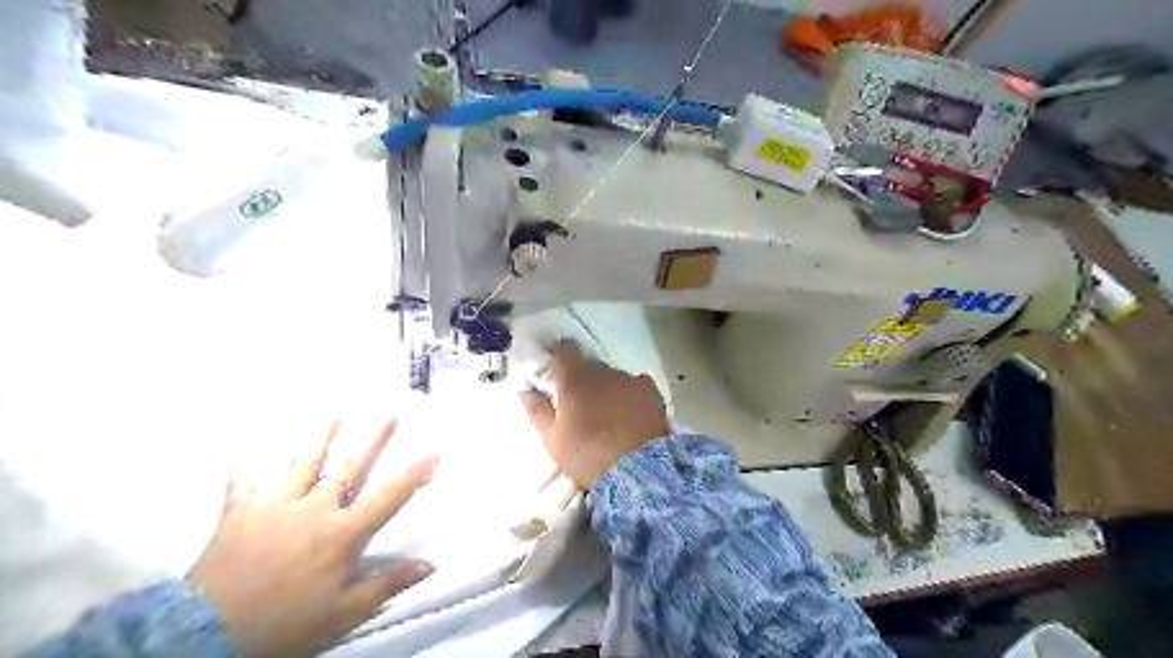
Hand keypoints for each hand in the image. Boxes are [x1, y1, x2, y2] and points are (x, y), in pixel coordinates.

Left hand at [190, 422, 438, 657]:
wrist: (203, 636)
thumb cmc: (284, 625)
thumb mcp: (342, 614)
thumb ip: (386, 586)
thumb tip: (430, 566)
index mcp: (342, 534)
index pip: (388, 498)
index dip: (414, 475)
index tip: (435, 451)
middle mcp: (313, 510)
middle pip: (349, 467)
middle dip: (372, 438)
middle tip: (388, 412)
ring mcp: (275, 506)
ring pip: (302, 463)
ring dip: (319, 437)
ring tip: (333, 413)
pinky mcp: (239, 513)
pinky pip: (243, 482)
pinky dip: (246, 465)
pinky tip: (246, 447)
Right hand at [523, 338, 667, 488]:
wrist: (639, 471)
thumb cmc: (588, 456)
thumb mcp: (553, 440)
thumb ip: (538, 411)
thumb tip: (526, 390)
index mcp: (575, 380)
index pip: (565, 350)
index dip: (559, 354)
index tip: (555, 368)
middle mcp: (604, 372)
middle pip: (590, 365)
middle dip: (583, 378)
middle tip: (580, 403)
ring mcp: (631, 380)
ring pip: (613, 376)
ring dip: (608, 388)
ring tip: (609, 414)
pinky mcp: (652, 392)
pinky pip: (636, 386)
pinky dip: (630, 395)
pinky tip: (631, 415)